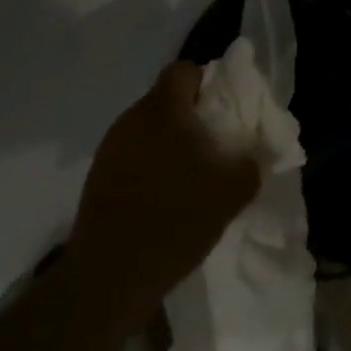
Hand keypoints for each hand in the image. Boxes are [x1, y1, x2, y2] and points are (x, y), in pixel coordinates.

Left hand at [70, 62, 259, 303]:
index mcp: (162, 111)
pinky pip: (132, 154)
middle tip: (214, 144)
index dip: (207, 83)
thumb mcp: (232, 191)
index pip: (183, 71)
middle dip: (191, 116)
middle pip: (165, 99)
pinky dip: (150, 164)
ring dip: (170, 141)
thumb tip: (254, 150)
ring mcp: (109, 149)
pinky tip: (164, 196)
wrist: (109, 279)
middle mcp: (131, 120)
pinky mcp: (96, 178)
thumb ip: (251, 161)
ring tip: (190, 174)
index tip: (223, 112)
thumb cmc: (176, 220)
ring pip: (148, 128)